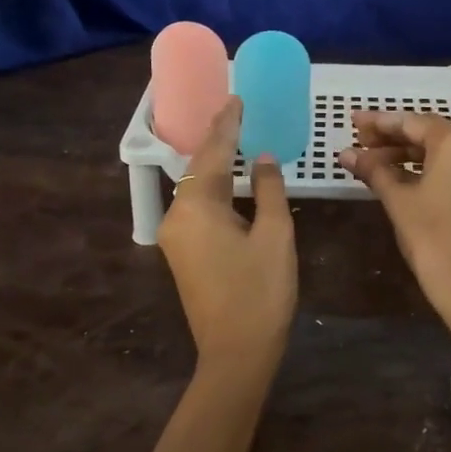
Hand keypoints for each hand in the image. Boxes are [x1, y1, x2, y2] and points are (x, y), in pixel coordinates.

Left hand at [157, 97, 296, 372]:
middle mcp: (177, 216)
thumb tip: (262, 157)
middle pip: (199, 169)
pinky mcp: (181, 253)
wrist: (236, 353)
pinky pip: (196, 207)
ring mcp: (176, 237)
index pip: (213, 153)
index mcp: (196, 207)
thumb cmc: (261, 291)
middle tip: (238, 113)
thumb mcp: (274, 234)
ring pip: (196, 188)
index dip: (227, 125)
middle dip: (218, 140)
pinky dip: (214, 188)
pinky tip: (229, 179)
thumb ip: (267, 189)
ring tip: (236, 137)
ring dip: (216, 164)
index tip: (236, 98)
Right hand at [337, 110, 450, 357]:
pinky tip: (398, 176)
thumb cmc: (432, 237)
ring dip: (406, 154)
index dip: (380, 122)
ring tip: (372, 160)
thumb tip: (347, 153)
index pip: (413, 122)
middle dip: (392, 137)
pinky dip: (425, 168)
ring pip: (441, 152)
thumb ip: (373, 170)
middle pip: (429, 134)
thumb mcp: (398, 200)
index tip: (353, 121)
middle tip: (359, 140)